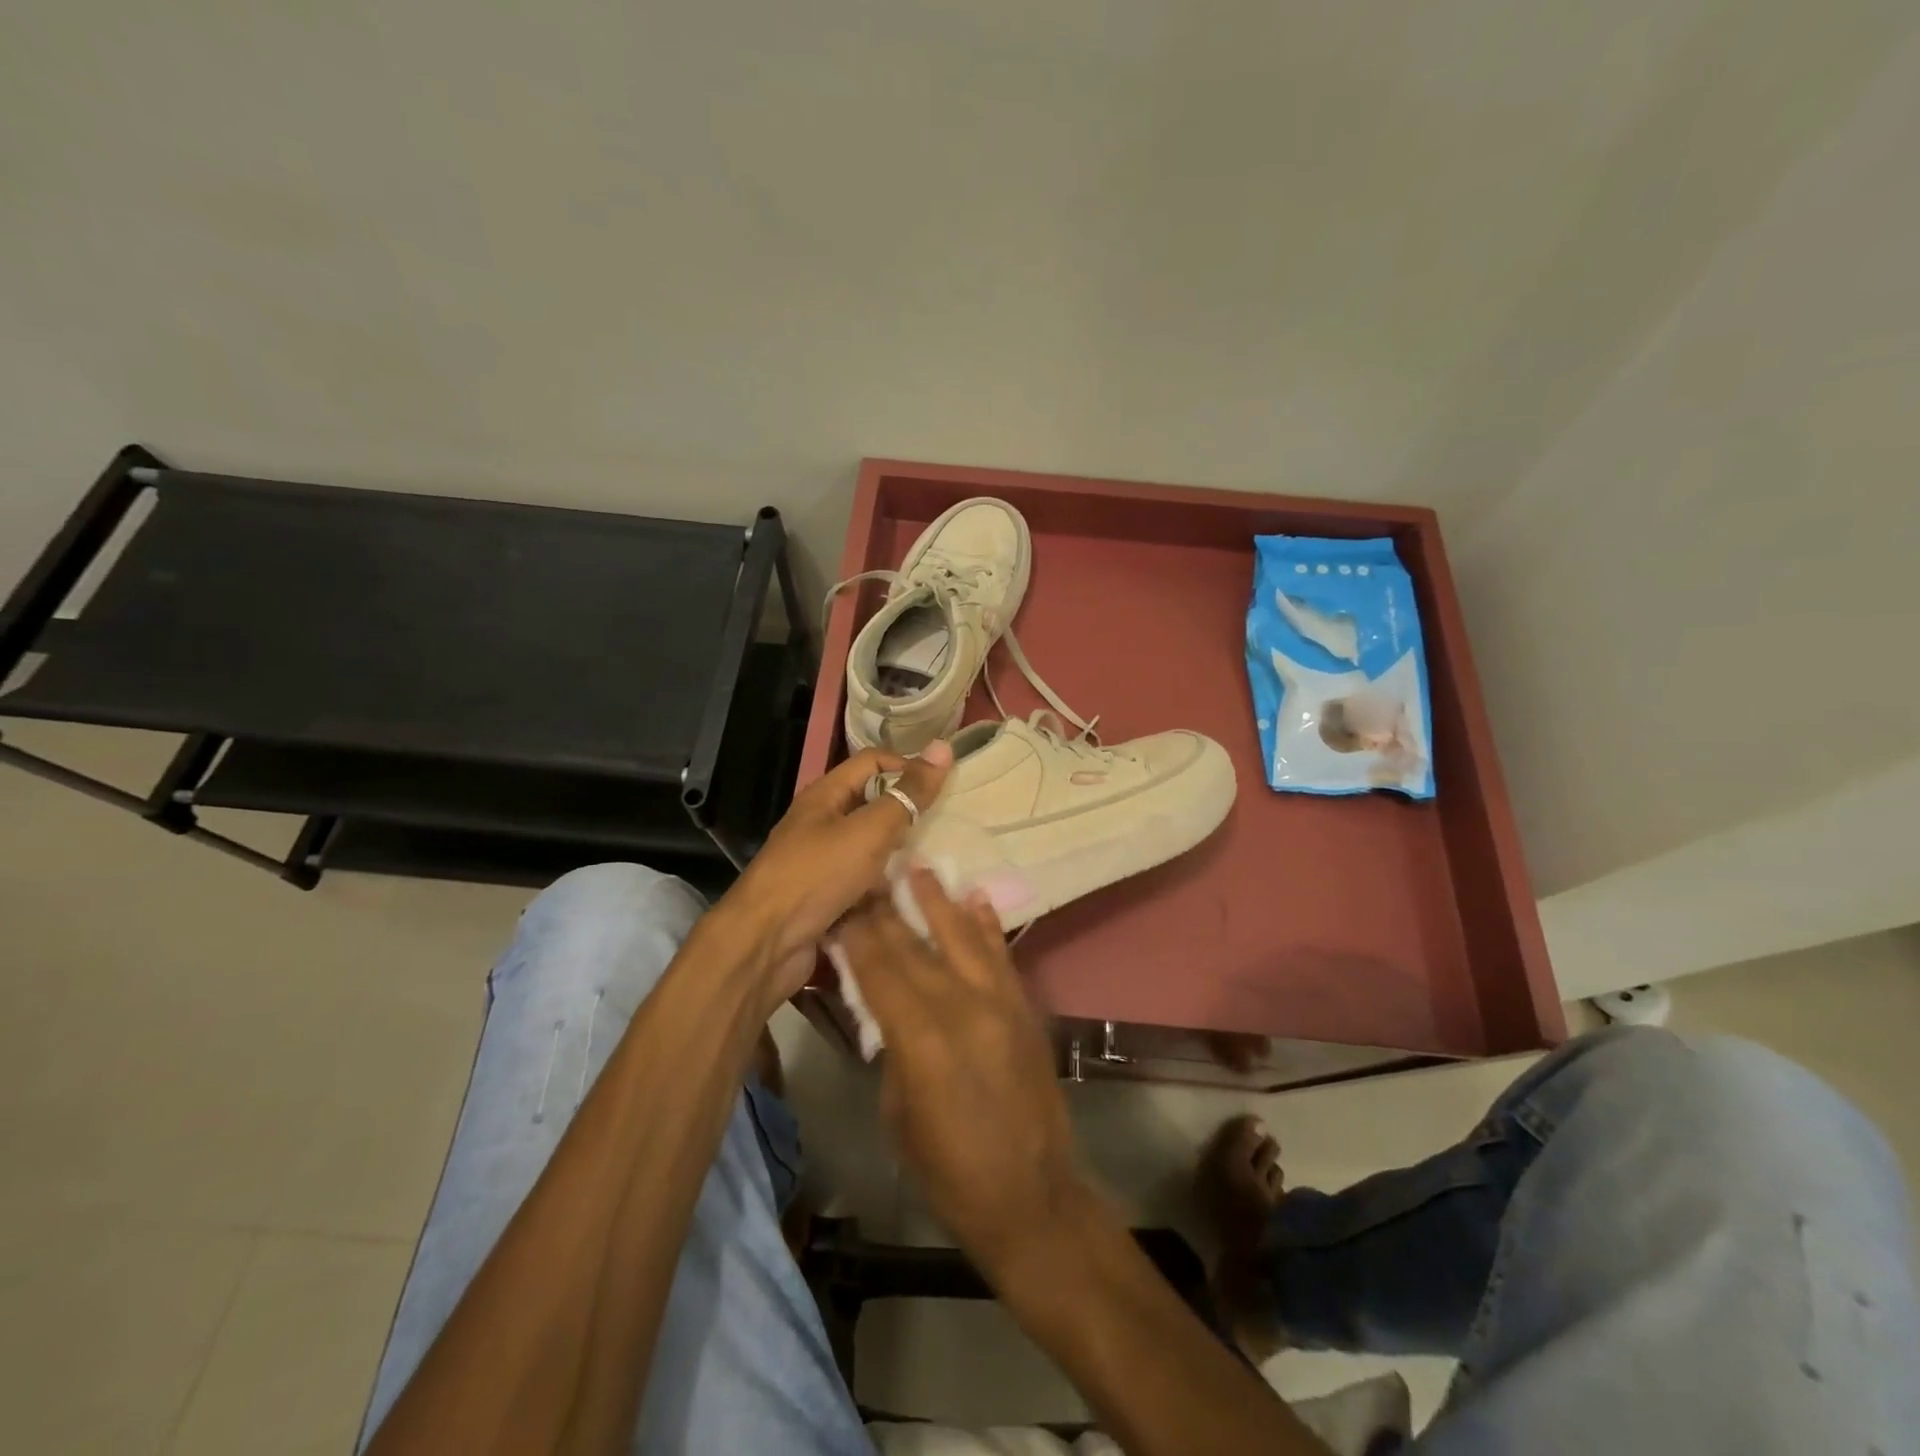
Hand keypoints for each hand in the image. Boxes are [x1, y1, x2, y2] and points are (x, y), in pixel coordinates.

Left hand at [721, 743, 951, 1003]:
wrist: (765, 944)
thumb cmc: (817, 875)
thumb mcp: (869, 830)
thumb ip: (907, 794)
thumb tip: (942, 746)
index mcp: (826, 795)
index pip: (874, 762)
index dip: (908, 766)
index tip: (946, 786)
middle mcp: (822, 823)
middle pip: (874, 806)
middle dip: (910, 814)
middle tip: (953, 825)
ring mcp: (823, 863)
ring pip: (873, 850)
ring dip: (903, 856)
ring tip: (944, 863)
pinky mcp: (827, 899)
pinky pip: (866, 885)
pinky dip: (888, 889)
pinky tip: (918, 898)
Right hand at [837, 866, 1090, 1280]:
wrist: (1031, 1195)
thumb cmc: (949, 1169)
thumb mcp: (897, 1111)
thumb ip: (890, 1046)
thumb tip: (882, 1005)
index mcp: (921, 1038)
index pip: (879, 969)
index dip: (856, 933)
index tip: (840, 902)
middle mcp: (961, 1006)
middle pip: (914, 946)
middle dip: (887, 909)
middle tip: (868, 874)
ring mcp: (999, 1002)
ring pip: (962, 936)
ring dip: (938, 900)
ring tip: (918, 866)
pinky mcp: (1024, 1007)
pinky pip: (1001, 955)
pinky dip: (986, 924)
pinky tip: (974, 898)